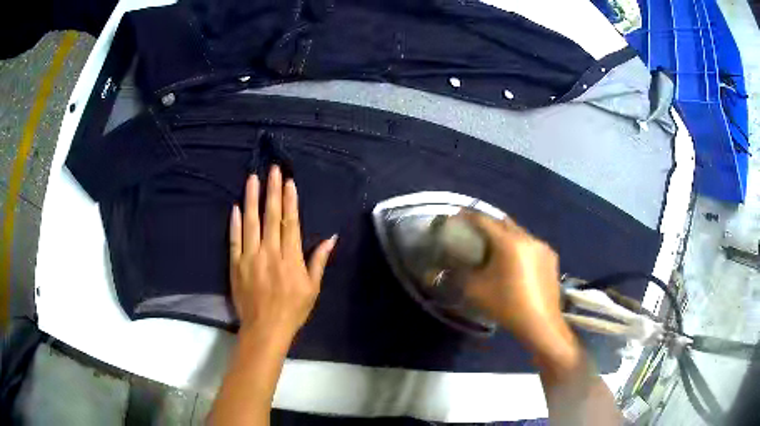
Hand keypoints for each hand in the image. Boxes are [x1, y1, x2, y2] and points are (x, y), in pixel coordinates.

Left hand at [229, 166, 337, 341]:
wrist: (265, 329)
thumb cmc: (293, 310)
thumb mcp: (312, 288)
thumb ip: (318, 261)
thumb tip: (331, 238)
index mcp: (290, 259)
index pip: (290, 223)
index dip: (290, 201)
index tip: (289, 182)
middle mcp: (270, 253)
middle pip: (271, 217)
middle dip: (272, 191)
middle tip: (272, 170)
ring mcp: (250, 258)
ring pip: (251, 223)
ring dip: (252, 199)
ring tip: (252, 178)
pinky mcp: (235, 265)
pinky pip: (234, 240)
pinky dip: (234, 223)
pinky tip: (235, 207)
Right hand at [462, 213, 570, 352]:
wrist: (540, 323)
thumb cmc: (506, 306)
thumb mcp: (475, 290)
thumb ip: (460, 271)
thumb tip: (450, 261)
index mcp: (509, 242)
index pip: (484, 221)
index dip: (468, 216)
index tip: (457, 215)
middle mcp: (528, 238)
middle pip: (504, 223)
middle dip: (488, 224)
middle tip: (474, 230)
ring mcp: (542, 247)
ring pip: (519, 233)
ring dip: (505, 235)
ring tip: (495, 246)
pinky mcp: (551, 257)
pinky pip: (531, 245)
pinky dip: (519, 247)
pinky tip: (515, 261)